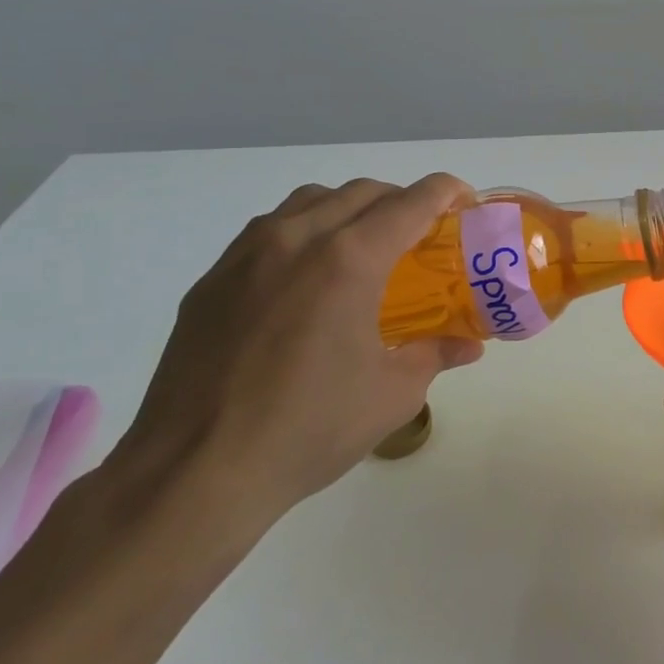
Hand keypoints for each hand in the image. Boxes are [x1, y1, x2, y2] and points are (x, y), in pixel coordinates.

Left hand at [105, 175, 484, 542]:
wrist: (195, 471)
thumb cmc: (309, 429)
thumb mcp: (392, 395)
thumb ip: (435, 355)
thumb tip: (467, 345)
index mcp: (348, 260)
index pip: (411, 202)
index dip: (447, 193)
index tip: (466, 204)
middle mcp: (296, 239)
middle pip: (362, 192)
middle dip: (402, 202)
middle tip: (422, 237)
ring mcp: (246, 255)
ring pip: (310, 202)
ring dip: (349, 210)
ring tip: (364, 251)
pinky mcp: (212, 280)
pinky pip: (268, 232)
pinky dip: (304, 234)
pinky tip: (307, 283)